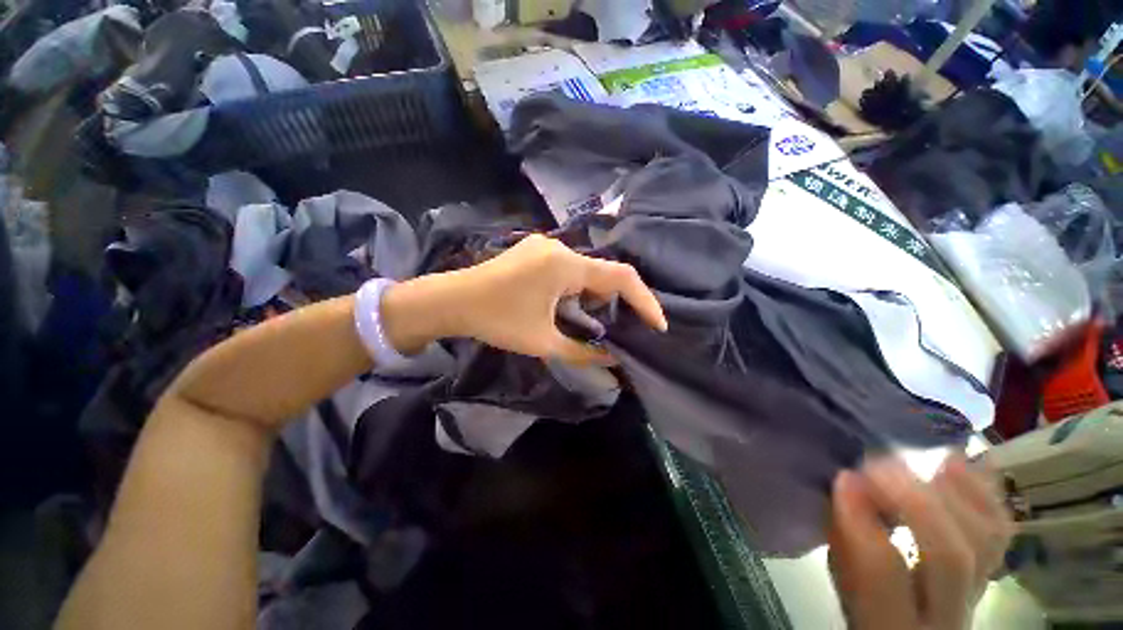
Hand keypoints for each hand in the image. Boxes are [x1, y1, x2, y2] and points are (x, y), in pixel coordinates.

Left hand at [382, 234, 666, 364]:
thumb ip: (583, 351)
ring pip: (584, 271)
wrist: (450, 301)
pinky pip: (566, 268)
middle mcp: (559, 248)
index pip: (621, 277)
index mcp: (566, 265)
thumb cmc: (497, 320)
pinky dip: (575, 288)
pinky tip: (562, 306)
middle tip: (611, 330)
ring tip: (582, 321)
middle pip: (602, 273)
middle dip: (612, 303)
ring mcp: (543, 246)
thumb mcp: (543, 341)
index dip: (644, 301)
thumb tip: (612, 359)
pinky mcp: (532, 251)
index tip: (657, 325)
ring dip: (591, 296)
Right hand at [828, 455, 1013, 629]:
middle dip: (915, 501)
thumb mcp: (843, 582)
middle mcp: (946, 615)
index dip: (863, 521)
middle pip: (950, 556)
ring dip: (958, 491)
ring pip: (985, 539)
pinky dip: (985, 493)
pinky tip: (964, 465)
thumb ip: (843, 539)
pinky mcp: (990, 570)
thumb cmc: (866, 603)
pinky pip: (1000, 529)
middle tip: (881, 463)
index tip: (844, 477)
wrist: (914, 628)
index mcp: (892, 622)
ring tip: (932, 456)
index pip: (883, 573)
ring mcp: (977, 591)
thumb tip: (848, 483)